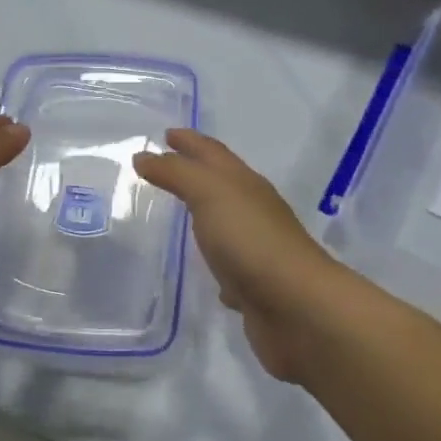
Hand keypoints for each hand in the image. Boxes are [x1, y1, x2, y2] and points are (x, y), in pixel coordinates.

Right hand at [134, 129, 354, 382]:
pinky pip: (229, 266)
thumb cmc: (250, 240)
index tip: (166, 133)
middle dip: (194, 172)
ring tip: (177, 214)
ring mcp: (256, 249)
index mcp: (244, 184)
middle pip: (221, 184)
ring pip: (225, 224)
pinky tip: (204, 269)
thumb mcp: (210, 193)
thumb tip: (145, 156)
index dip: (190, 141)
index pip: (212, 153)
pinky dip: (215, 261)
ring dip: (204, 215)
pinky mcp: (253, 286)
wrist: (295, 307)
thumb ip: (177, 173)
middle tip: (163, 169)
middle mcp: (253, 211)